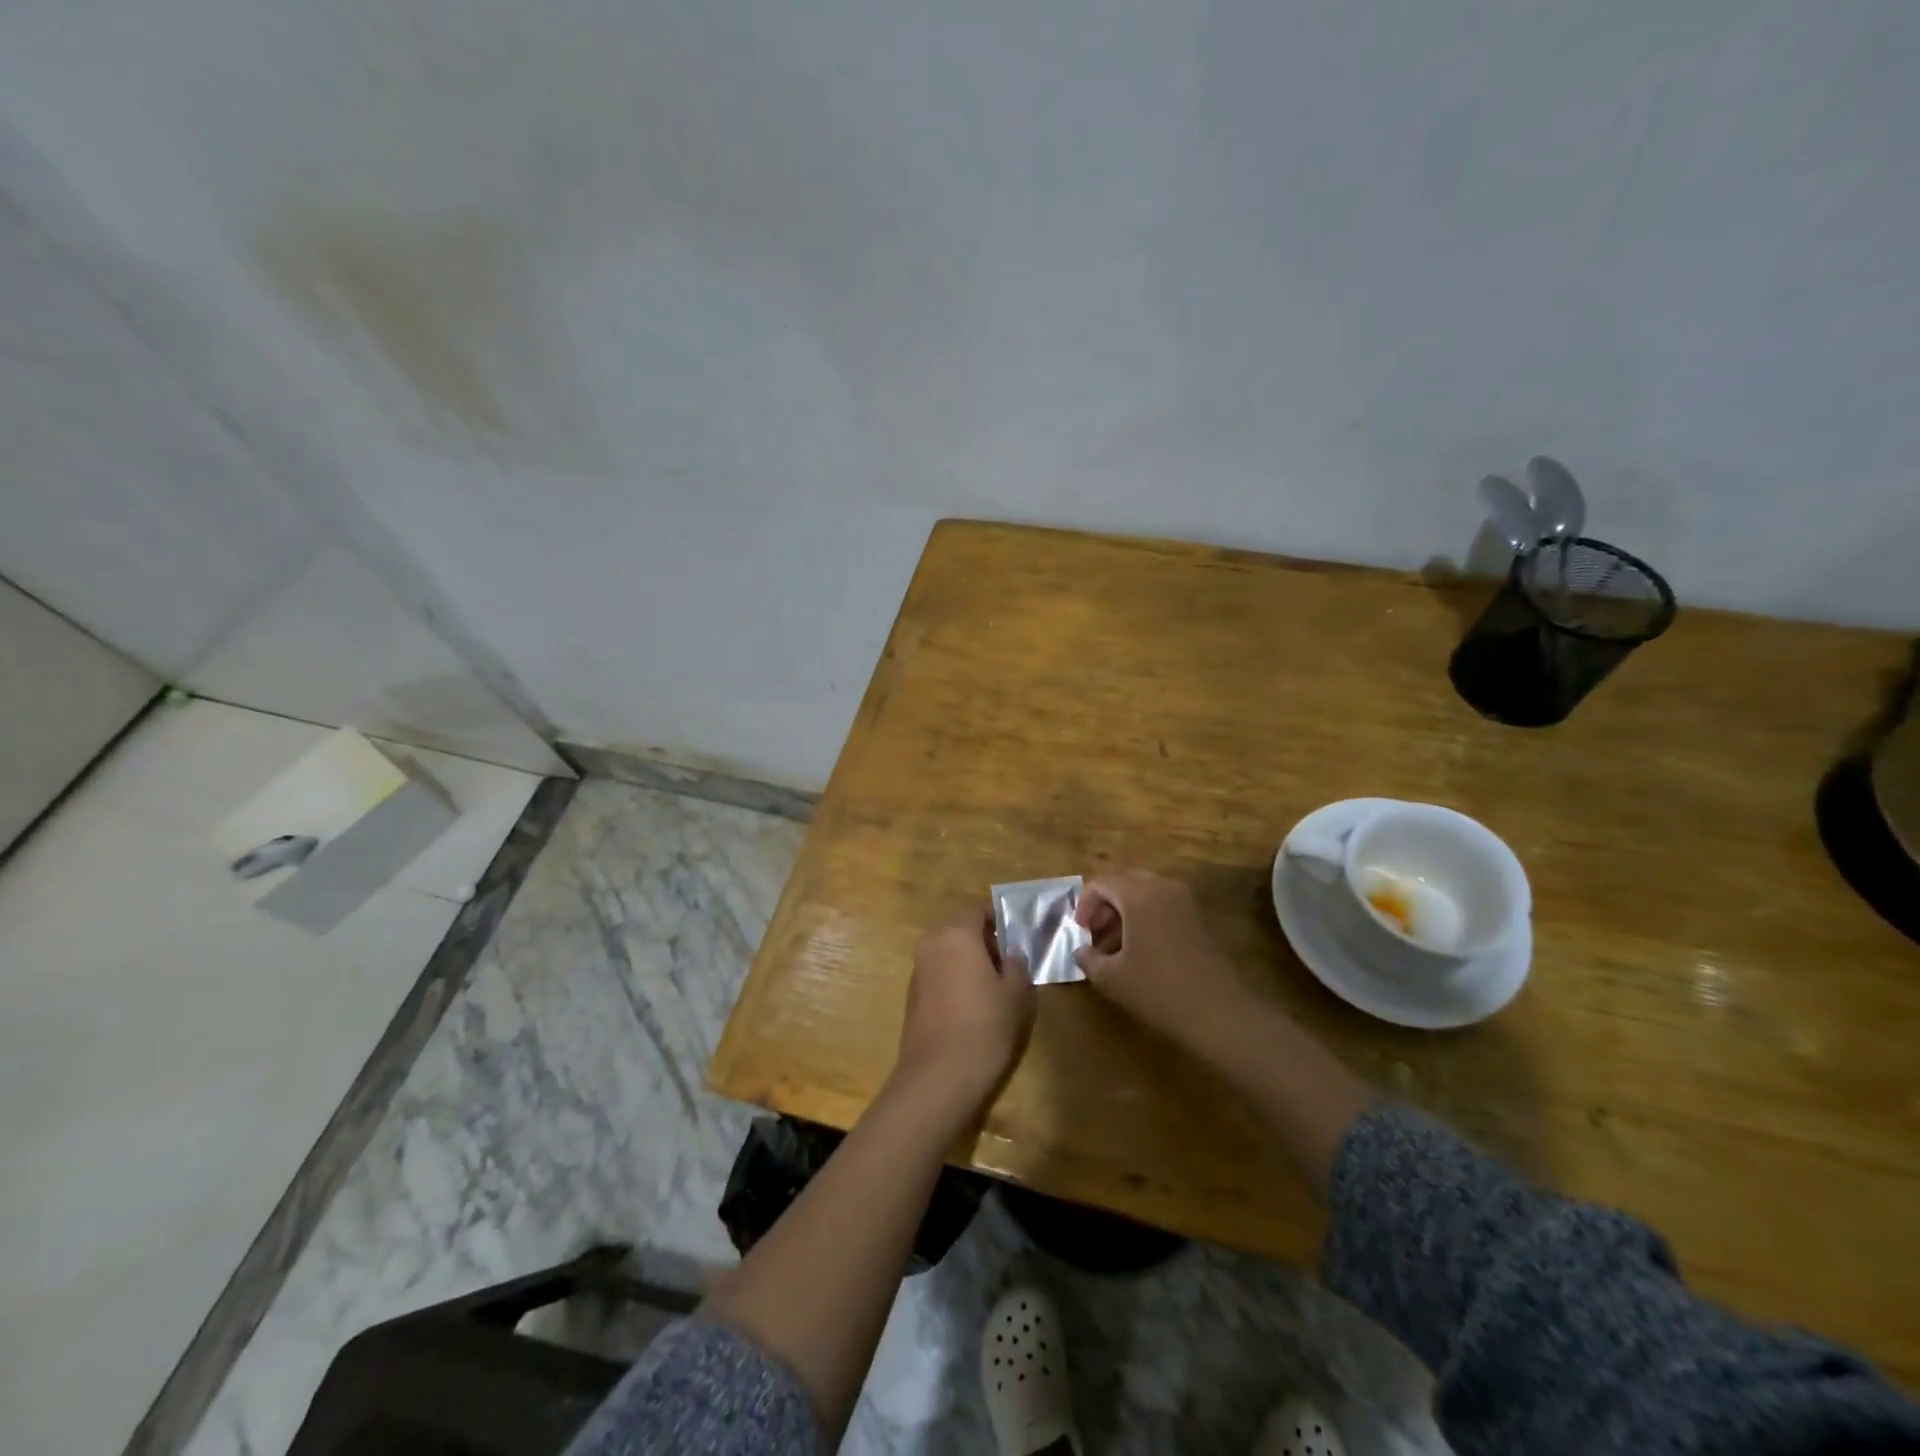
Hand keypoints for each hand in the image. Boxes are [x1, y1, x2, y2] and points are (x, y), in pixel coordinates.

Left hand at [893, 906, 1037, 1113]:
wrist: (938, 1078)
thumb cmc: (985, 1027)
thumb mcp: (1017, 993)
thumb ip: (1016, 964)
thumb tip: (1010, 954)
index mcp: (956, 934)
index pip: (978, 909)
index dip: (1000, 918)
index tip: (1018, 934)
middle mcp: (931, 944)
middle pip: (961, 929)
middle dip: (985, 941)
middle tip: (1011, 963)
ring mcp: (918, 970)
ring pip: (949, 952)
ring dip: (969, 961)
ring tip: (995, 987)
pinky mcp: (912, 995)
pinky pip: (939, 974)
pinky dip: (956, 980)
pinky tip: (973, 1007)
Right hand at [1075, 871, 1252, 1056]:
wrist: (1217, 1011)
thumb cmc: (1157, 989)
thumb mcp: (1110, 978)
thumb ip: (1087, 958)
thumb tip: (1081, 950)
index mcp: (1138, 894)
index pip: (1100, 883)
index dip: (1084, 905)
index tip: (1080, 932)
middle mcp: (1162, 887)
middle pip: (1123, 883)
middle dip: (1104, 906)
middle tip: (1095, 935)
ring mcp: (1184, 901)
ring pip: (1144, 894)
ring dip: (1124, 913)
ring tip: (1114, 947)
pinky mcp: (1198, 917)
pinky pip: (1162, 905)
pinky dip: (1145, 918)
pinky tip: (1140, 951)